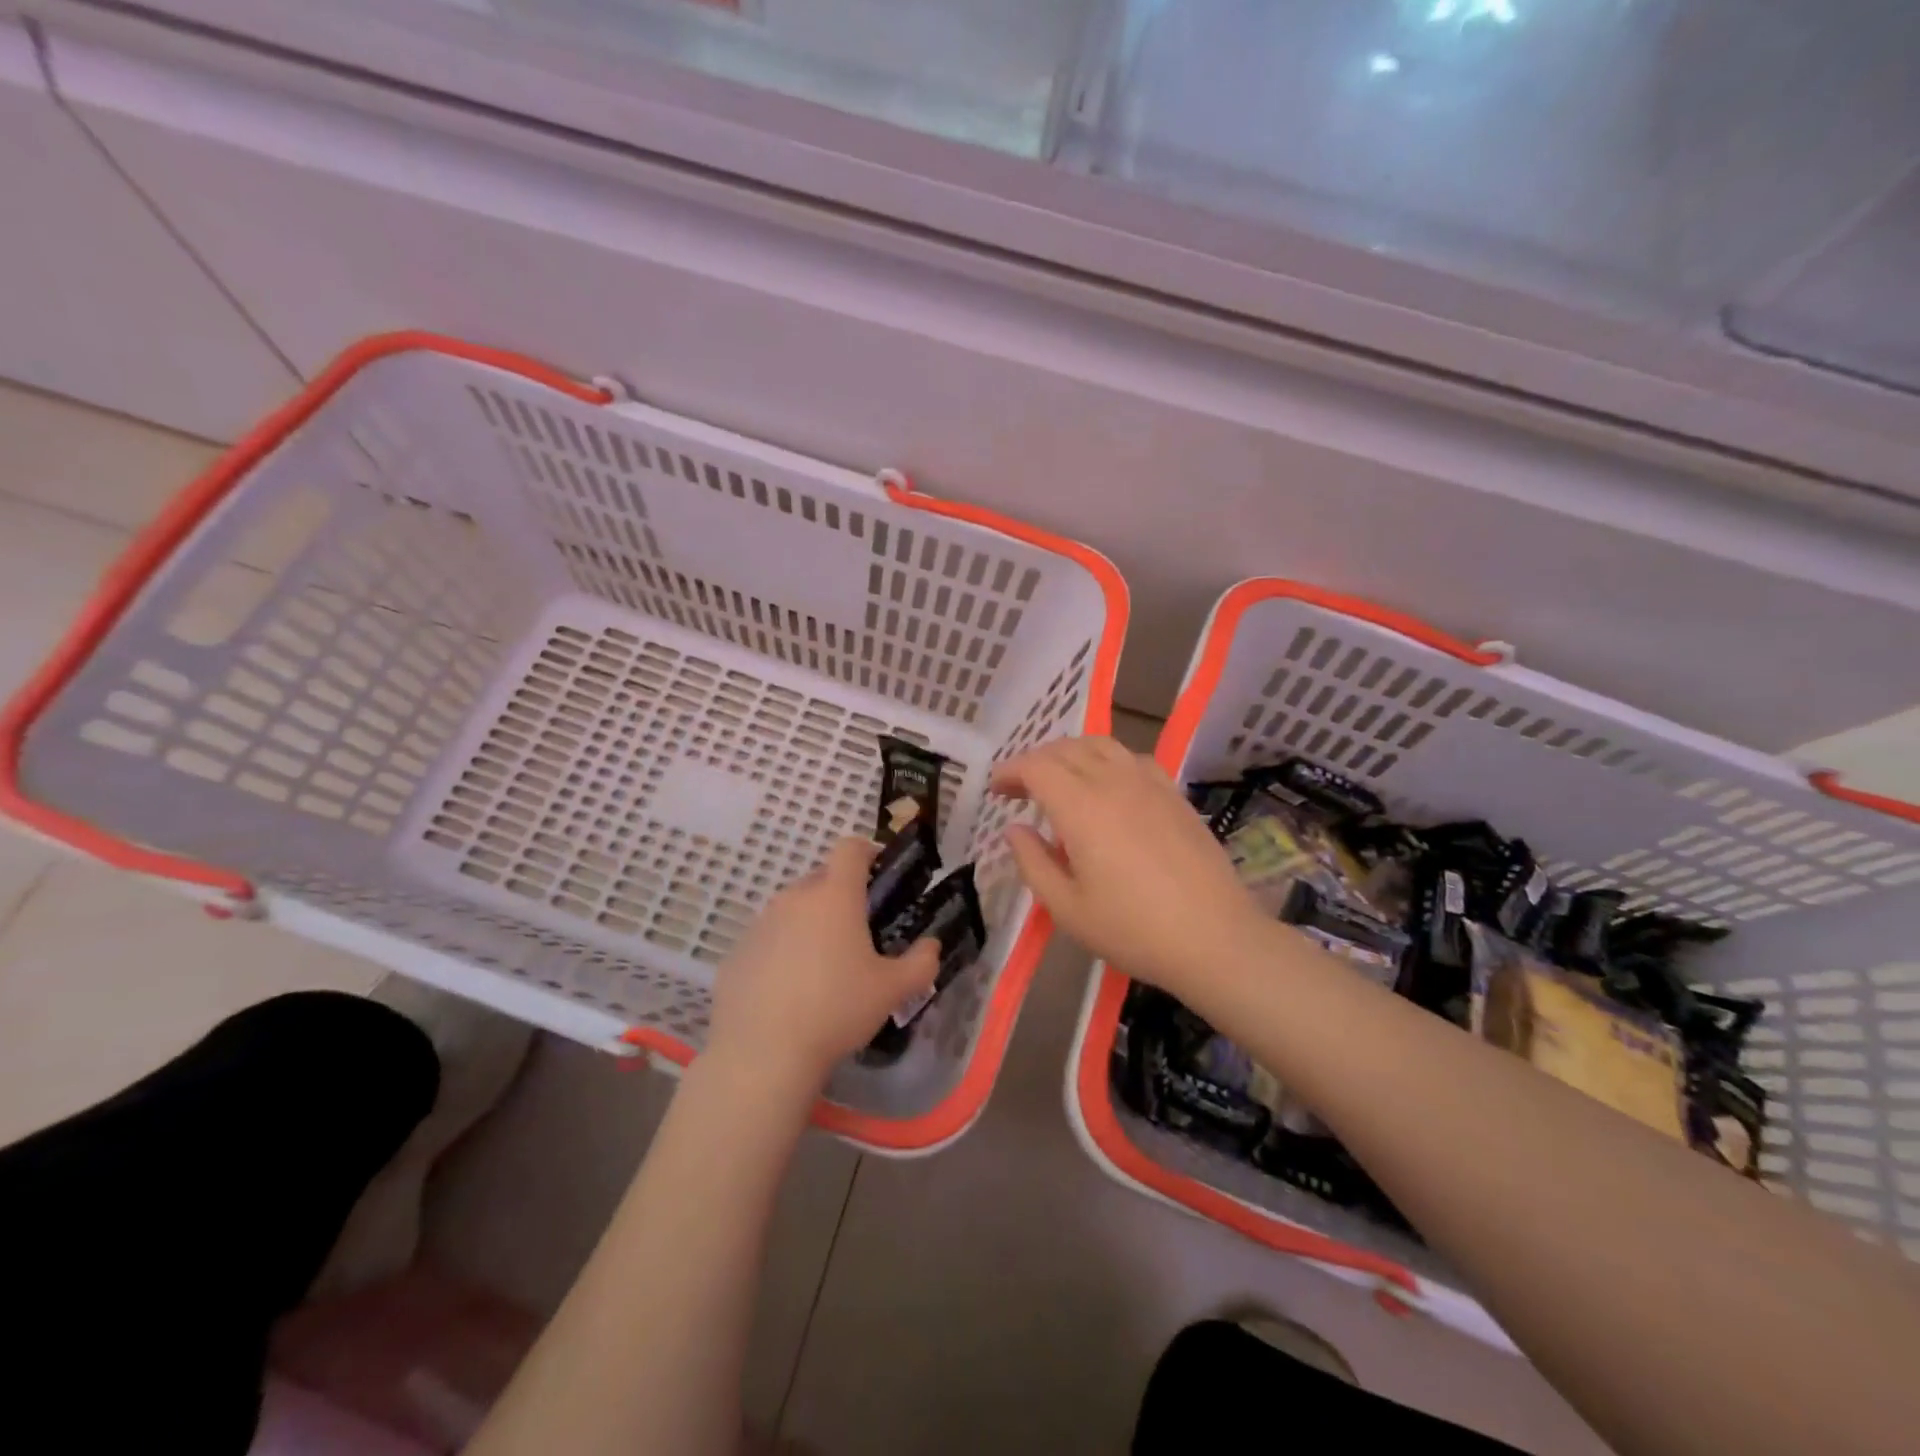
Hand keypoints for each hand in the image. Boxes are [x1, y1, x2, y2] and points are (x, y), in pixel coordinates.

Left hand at [705, 838, 939, 1095]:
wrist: (763, 1052)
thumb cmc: (837, 1009)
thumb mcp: (893, 990)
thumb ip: (921, 963)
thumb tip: (931, 946)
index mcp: (835, 896)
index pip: (850, 848)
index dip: (867, 851)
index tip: (879, 872)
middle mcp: (794, 898)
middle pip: (821, 879)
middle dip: (841, 895)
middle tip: (858, 932)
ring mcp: (760, 924)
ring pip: (792, 909)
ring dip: (810, 924)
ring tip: (823, 966)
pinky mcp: (737, 952)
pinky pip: (768, 939)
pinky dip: (782, 951)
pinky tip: (790, 990)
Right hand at [991, 737, 1264, 995]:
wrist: (1214, 938)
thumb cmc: (1133, 930)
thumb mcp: (1067, 909)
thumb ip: (1033, 863)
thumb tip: (1015, 829)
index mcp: (1081, 808)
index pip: (1037, 767)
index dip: (1011, 771)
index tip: (996, 789)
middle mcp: (1114, 782)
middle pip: (1067, 749)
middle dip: (1036, 761)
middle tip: (1020, 788)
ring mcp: (1149, 784)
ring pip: (1102, 745)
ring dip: (1071, 753)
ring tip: (1060, 778)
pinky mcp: (1174, 795)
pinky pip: (1133, 758)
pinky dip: (1108, 760)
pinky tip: (1109, 785)